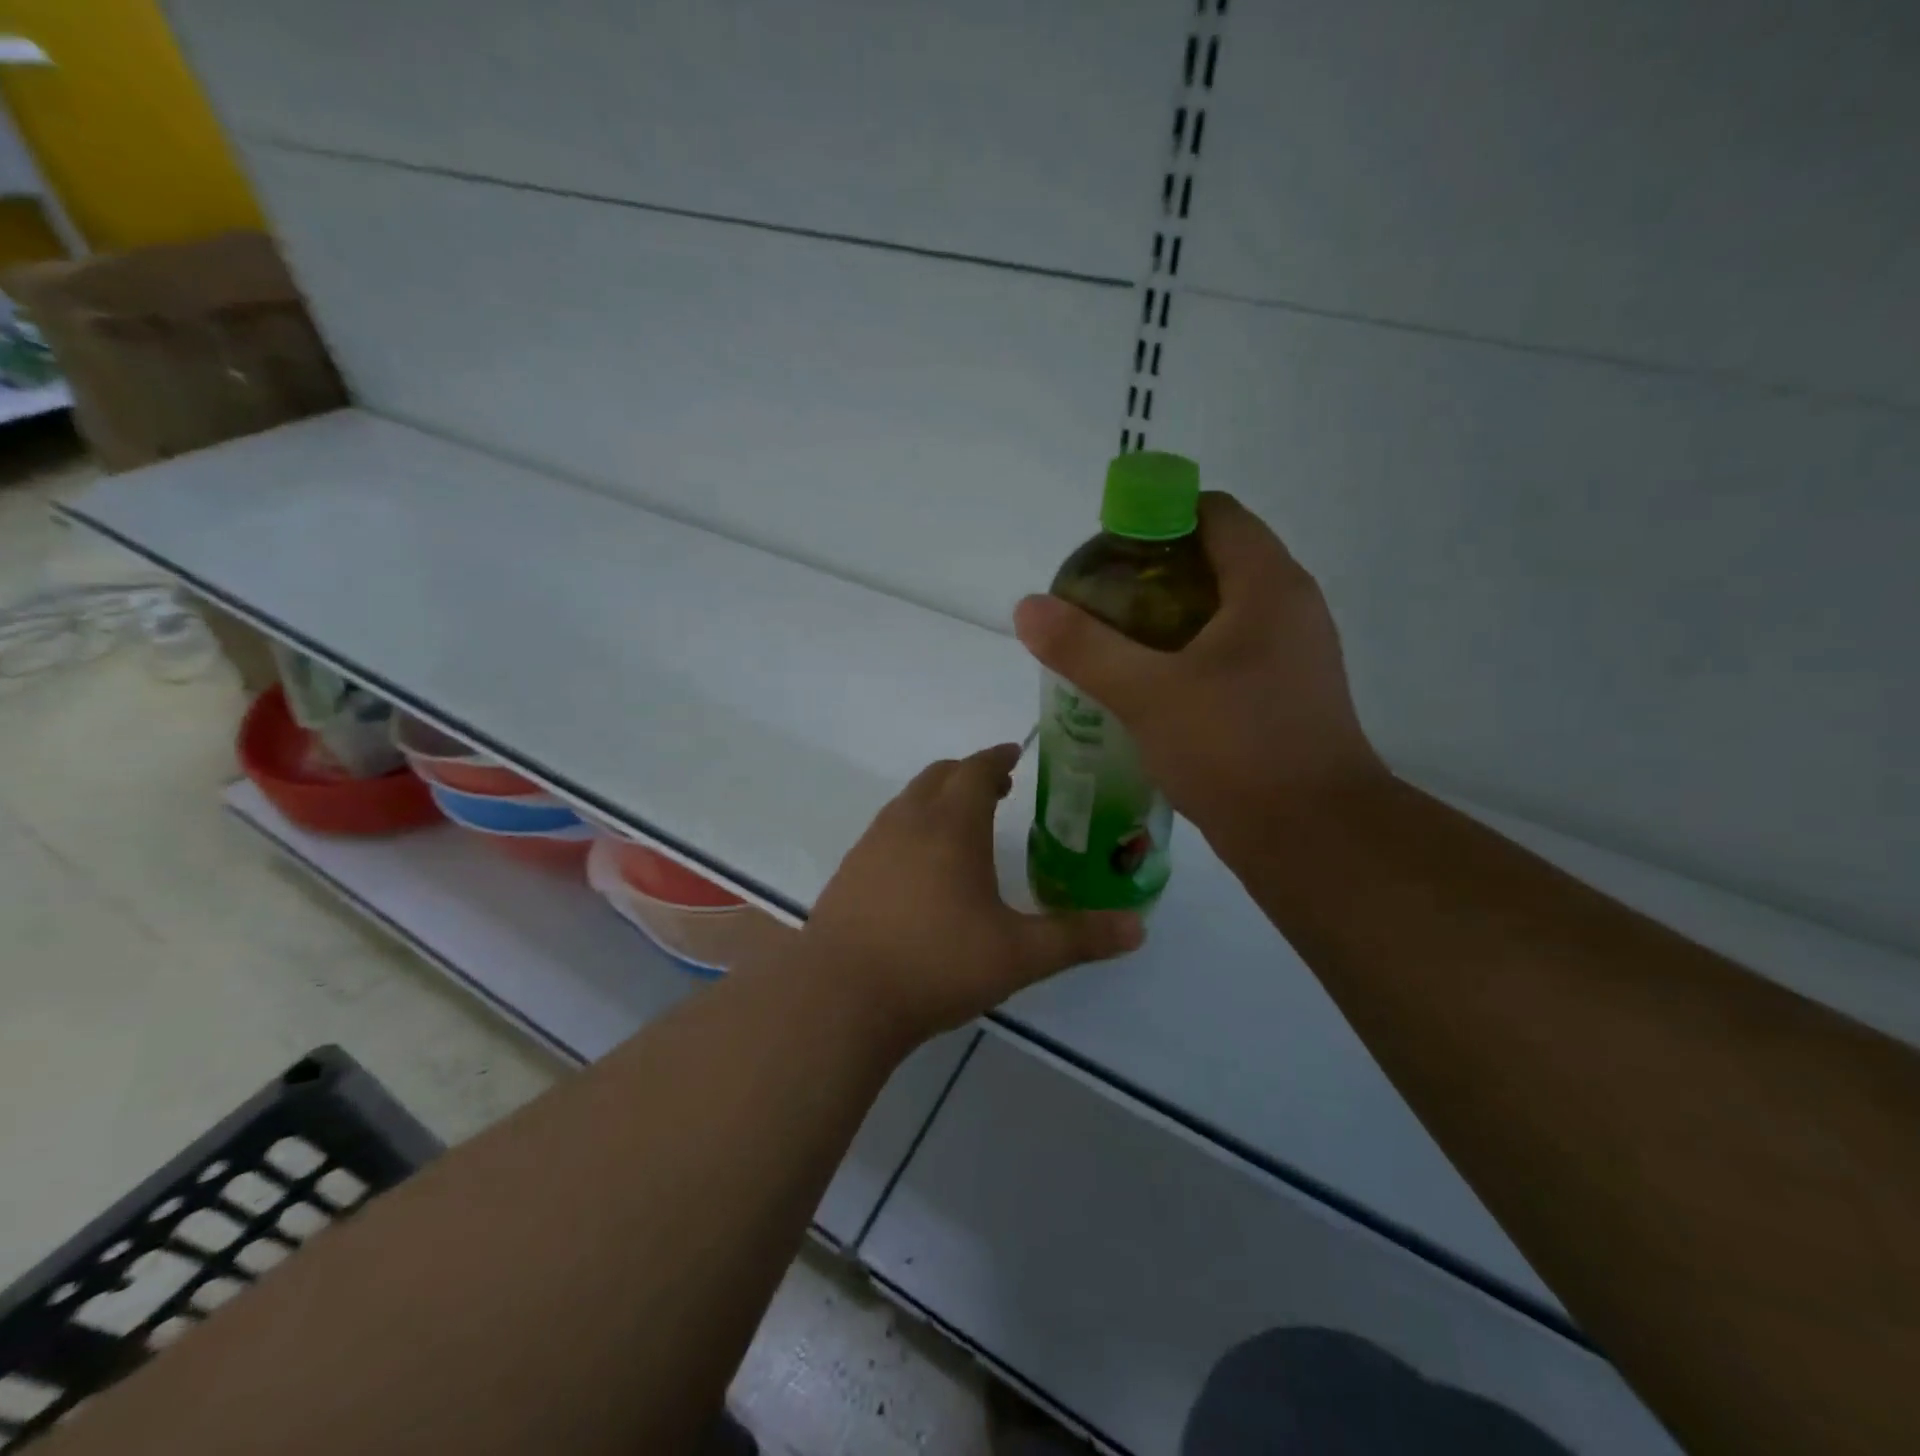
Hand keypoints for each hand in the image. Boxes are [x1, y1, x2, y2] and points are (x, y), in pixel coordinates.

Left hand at [800, 744, 1143, 1040]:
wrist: (841, 997)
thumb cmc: (936, 963)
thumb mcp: (1019, 955)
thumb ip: (1079, 938)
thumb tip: (1139, 928)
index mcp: (951, 825)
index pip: (976, 769)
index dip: (998, 757)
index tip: (1015, 754)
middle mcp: (907, 821)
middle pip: (938, 776)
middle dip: (969, 774)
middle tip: (997, 789)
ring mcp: (871, 845)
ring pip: (908, 801)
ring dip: (937, 800)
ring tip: (962, 827)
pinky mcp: (848, 872)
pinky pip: (886, 831)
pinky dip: (911, 828)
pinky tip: (920, 870)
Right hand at [1013, 493, 1386, 855]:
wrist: (1313, 838)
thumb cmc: (1234, 750)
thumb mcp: (1147, 694)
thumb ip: (1084, 647)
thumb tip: (1028, 606)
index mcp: (1267, 585)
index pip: (1212, 512)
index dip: (1155, 518)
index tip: (1106, 554)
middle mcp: (1289, 607)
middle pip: (1213, 559)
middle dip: (1150, 574)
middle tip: (1097, 604)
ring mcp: (1293, 654)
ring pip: (1220, 611)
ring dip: (1166, 618)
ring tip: (1113, 645)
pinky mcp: (1286, 694)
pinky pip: (1230, 652)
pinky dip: (1187, 654)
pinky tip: (1148, 687)